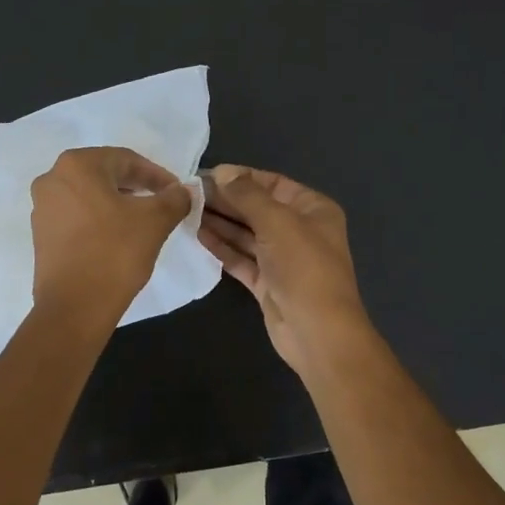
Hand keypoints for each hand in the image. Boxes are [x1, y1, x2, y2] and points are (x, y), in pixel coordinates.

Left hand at [30, 147, 191, 323]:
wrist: (75, 307)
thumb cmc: (115, 253)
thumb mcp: (156, 221)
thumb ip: (174, 199)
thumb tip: (183, 192)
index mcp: (76, 165)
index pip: (126, 160)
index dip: (156, 175)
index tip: (177, 192)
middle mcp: (52, 179)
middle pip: (105, 174)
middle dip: (136, 187)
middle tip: (162, 203)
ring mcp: (42, 208)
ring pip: (89, 196)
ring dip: (117, 203)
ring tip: (142, 221)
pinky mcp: (41, 234)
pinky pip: (76, 216)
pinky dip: (99, 220)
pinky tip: (118, 237)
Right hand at [198, 165, 370, 374]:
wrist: (317, 332)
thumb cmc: (303, 267)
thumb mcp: (277, 222)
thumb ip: (247, 195)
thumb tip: (223, 172)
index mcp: (313, 209)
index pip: (272, 183)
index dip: (240, 177)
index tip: (206, 174)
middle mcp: (300, 230)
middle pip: (257, 208)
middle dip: (226, 200)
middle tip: (189, 194)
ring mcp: (283, 259)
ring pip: (247, 234)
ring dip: (220, 223)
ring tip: (187, 211)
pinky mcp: (268, 283)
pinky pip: (242, 259)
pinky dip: (222, 248)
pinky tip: (198, 236)